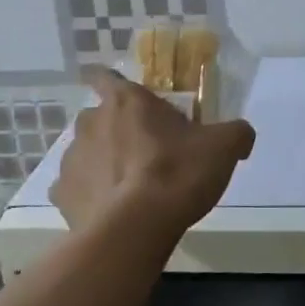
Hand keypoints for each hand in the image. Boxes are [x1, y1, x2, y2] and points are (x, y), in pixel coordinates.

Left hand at [52, 66, 255, 238]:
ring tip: (128, 186)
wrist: (135, 229)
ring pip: (86, 152)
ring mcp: (71, 159)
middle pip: (99, 116)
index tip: (123, 95)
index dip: (111, 82)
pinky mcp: (62, 196)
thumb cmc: (177, 173)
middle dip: (116, 128)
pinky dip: (90, 195)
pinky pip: (76, 188)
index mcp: (127, 101)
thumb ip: (236, 133)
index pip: (105, 76)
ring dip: (102, 161)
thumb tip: (242, 136)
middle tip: (144, 149)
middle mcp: (91, 122)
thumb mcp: (224, 147)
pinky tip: (112, 210)